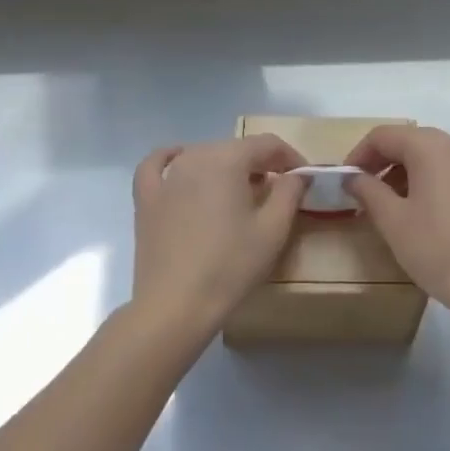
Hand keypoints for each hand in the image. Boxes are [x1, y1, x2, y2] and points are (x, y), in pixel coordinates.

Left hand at [130, 136, 307, 337]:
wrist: (174, 307)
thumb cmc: (229, 266)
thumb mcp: (273, 230)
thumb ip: (290, 192)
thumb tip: (297, 174)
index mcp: (228, 159)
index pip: (267, 144)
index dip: (290, 156)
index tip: (303, 177)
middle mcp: (195, 157)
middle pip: (236, 148)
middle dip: (261, 163)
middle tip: (278, 189)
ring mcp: (167, 177)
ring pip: (204, 155)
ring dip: (227, 165)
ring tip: (240, 190)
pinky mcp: (146, 198)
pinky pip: (157, 165)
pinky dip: (171, 158)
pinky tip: (180, 162)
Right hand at [342, 124, 449, 318]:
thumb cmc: (436, 247)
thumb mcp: (392, 220)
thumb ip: (368, 191)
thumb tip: (354, 178)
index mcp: (431, 146)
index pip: (384, 135)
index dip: (359, 154)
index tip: (347, 180)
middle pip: (413, 143)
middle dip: (386, 164)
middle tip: (367, 193)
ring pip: (438, 160)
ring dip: (411, 176)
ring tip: (397, 208)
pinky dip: (438, 187)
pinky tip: (433, 219)